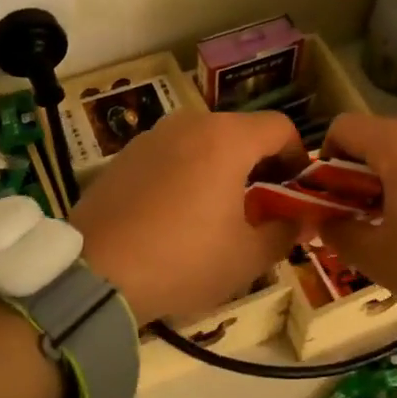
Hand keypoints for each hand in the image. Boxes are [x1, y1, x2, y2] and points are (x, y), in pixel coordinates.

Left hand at [71, 110, 305, 324]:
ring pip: (202, 142)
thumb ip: (284, 232)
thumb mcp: (247, 258)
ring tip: (217, 211)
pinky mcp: (123, 157)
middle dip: (258, 164)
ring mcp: (150, 137)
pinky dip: (185, 174)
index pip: (279, 127)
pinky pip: (169, 156)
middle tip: (261, 205)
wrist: (96, 273)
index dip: (298, 156)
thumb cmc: (184, 260)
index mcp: (226, 139)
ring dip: (220, 168)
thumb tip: (300, 220)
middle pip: (239, 132)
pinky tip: (175, 215)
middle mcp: (189, 124)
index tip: (297, 189)